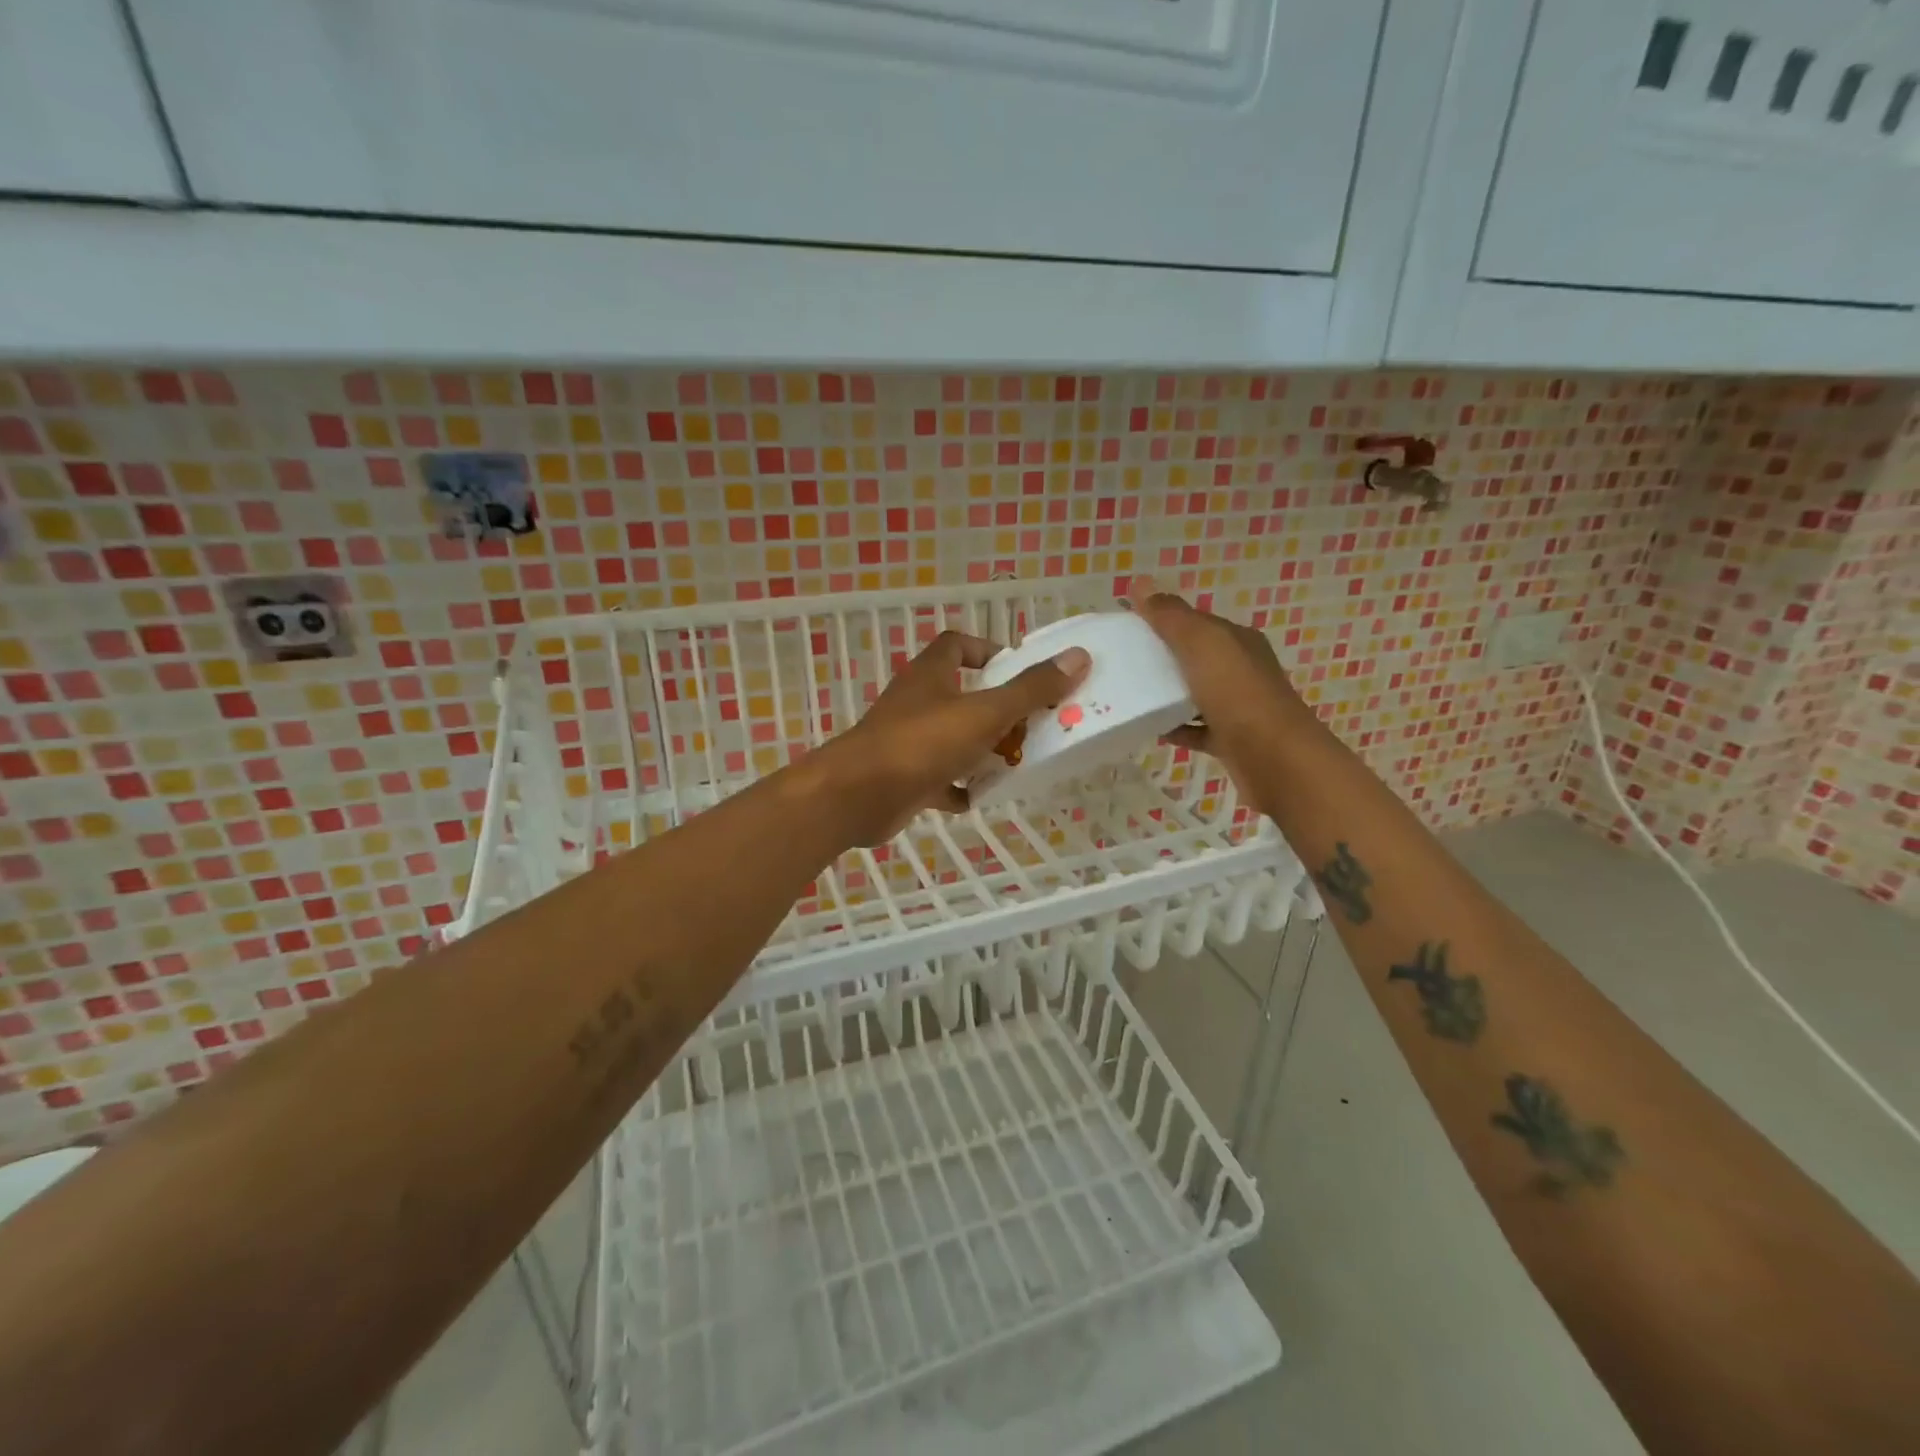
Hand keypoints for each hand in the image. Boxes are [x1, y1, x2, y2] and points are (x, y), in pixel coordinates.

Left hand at [818, 630, 1090, 844]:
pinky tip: (981, 798)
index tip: (1018, 670)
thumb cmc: (921, 743)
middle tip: (1031, 725)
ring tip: (1017, 763)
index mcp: (932, 674)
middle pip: (961, 694)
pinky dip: (959, 788)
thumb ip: (1030, 690)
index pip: (957, 644)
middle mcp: (917, 702)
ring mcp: (908, 741)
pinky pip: (939, 779)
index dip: (987, 650)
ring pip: (952, 738)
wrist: (857, 796)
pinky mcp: (904, 777)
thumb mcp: (984, 713)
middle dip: (997, 709)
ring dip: (982, 750)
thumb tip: (1078, 658)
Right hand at [1129, 577, 1312, 794]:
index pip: (1195, 622)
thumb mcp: (1202, 644)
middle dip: (1162, 658)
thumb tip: (1140, 582)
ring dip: (1167, 694)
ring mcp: (1238, 706)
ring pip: (1195, 693)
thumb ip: (1171, 616)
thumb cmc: (1237, 693)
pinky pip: (1197, 729)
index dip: (1162, 621)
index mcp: (1237, 641)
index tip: (1126, 628)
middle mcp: (1241, 669)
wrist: (1274, 758)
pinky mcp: (1231, 739)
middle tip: (1121, 664)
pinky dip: (1175, 727)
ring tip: (1130, 696)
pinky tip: (1151, 729)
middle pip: (1195, 657)